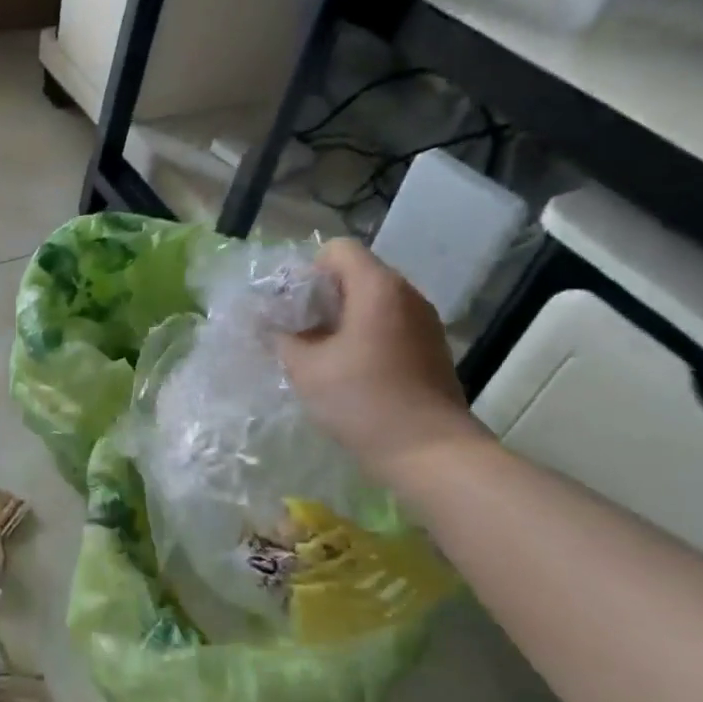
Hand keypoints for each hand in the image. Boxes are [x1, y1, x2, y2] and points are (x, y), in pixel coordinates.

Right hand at [278, 239, 488, 487]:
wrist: (430, 452)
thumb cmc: (363, 401)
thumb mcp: (306, 368)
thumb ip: (282, 337)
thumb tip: (272, 325)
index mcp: (378, 288)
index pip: (338, 249)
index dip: (308, 270)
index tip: (293, 307)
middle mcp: (406, 295)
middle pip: (356, 274)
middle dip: (322, 297)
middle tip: (299, 331)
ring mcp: (424, 322)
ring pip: (373, 301)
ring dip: (343, 318)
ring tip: (322, 353)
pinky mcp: (430, 348)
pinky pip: (389, 324)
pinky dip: (365, 335)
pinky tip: (351, 370)